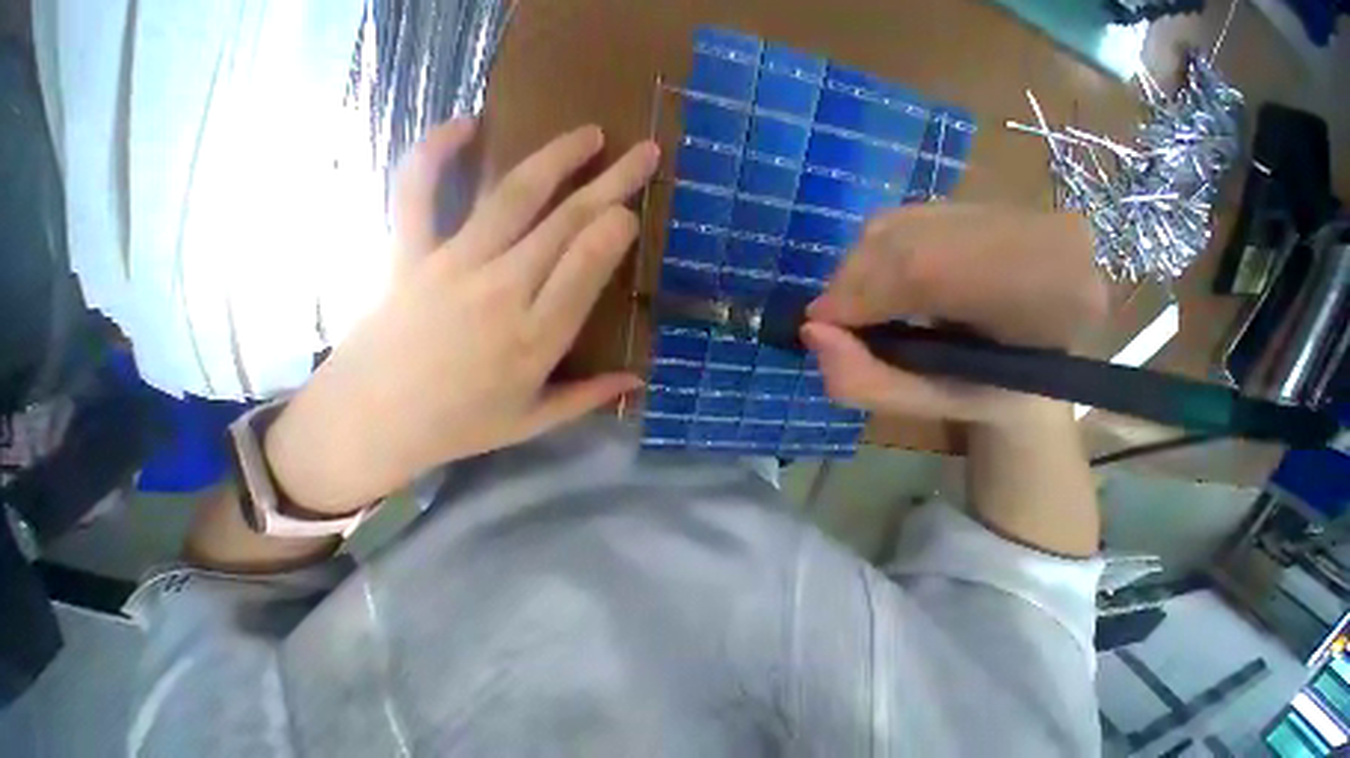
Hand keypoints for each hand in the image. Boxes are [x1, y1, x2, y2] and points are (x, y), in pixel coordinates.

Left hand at [265, 121, 659, 511]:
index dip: (614, 229)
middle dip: (610, 183)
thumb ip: (592, 395)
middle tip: (642, 153)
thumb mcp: (536, 420)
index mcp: (537, 336)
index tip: (632, 213)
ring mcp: (451, 265)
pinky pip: (419, 192)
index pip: (586, 264)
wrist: (366, 424)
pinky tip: (466, 123)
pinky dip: (436, 150)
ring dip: (554, 159)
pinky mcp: (409, 254)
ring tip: (588, 134)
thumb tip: (638, 380)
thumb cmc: (461, 427)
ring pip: (512, 198)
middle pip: (565, 223)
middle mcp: (502, 290)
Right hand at [801, 204, 1106, 426]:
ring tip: (856, 307)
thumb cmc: (988, 394)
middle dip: (847, 284)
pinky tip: (877, 284)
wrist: (1039, 358)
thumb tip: (811, 331)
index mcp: (1049, 295)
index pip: (929, 269)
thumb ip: (863, 380)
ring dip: (854, 270)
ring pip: (894, 225)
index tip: (820, 325)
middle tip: (832, 320)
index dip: (858, 294)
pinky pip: (899, 220)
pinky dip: (868, 255)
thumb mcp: (924, 405)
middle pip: (904, 240)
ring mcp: (1011, 207)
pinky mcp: (982, 201)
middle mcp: (1039, 233)